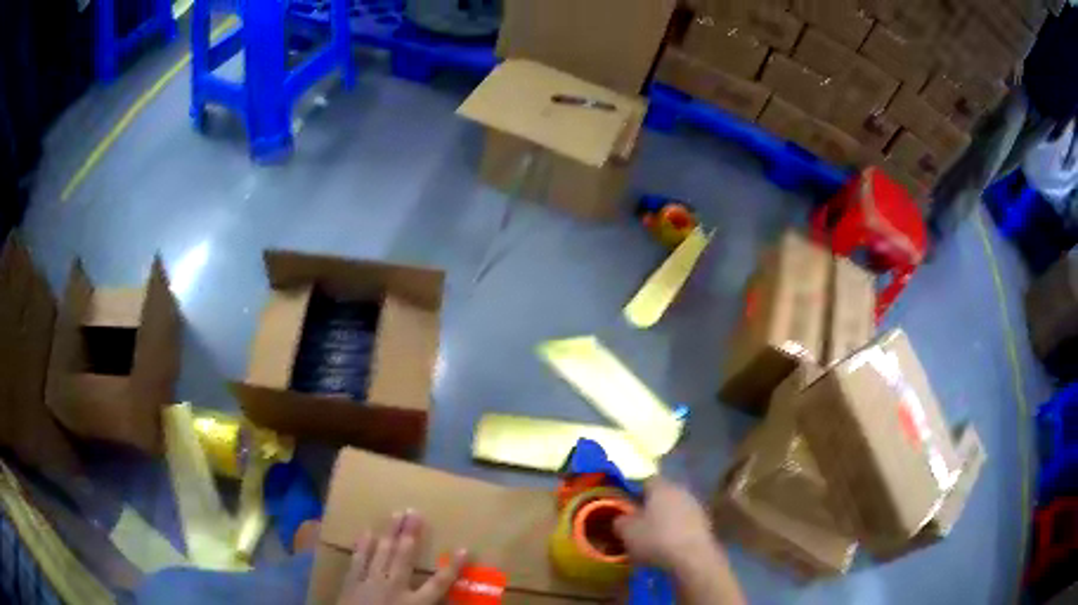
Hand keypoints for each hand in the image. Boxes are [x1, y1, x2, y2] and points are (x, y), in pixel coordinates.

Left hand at [337, 510, 467, 604]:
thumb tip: (454, 602)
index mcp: (415, 603)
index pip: (440, 582)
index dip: (453, 566)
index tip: (464, 549)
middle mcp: (395, 587)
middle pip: (405, 557)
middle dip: (411, 534)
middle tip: (415, 511)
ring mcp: (371, 582)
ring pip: (382, 553)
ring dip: (389, 533)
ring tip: (396, 513)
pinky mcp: (352, 582)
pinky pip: (358, 560)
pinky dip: (362, 546)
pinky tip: (366, 531)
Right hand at [613, 477, 719, 570]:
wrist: (692, 557)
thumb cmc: (655, 539)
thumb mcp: (627, 532)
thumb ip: (620, 520)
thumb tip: (622, 517)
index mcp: (661, 487)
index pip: (647, 480)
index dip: (635, 492)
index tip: (627, 507)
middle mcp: (681, 490)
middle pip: (663, 493)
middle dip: (652, 505)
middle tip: (639, 522)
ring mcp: (696, 506)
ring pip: (676, 507)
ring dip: (666, 518)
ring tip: (654, 535)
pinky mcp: (706, 522)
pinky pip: (686, 521)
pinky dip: (678, 529)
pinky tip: (669, 543)